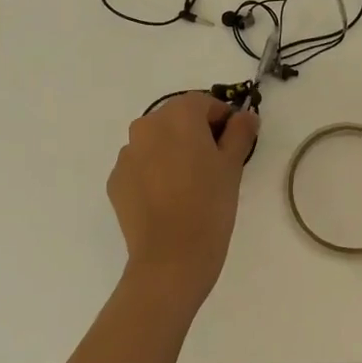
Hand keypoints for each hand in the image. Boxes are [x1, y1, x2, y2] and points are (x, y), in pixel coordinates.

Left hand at [107, 92, 258, 312]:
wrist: (170, 259)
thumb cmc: (209, 205)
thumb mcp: (232, 166)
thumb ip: (240, 132)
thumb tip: (245, 116)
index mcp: (178, 115)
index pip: (204, 103)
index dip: (222, 119)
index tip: (234, 142)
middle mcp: (147, 125)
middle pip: (177, 119)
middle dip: (195, 134)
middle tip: (214, 164)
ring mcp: (127, 153)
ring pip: (156, 142)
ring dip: (172, 152)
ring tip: (189, 185)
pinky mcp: (116, 180)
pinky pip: (140, 166)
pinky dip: (154, 173)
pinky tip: (168, 199)